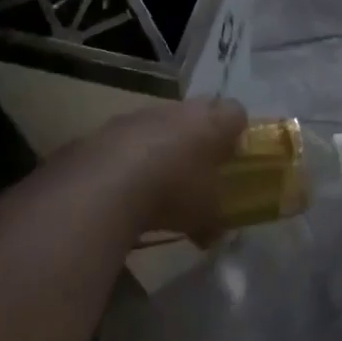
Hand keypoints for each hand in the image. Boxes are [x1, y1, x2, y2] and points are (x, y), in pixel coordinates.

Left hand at [87, 98, 246, 241]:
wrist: (105, 186)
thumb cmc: (172, 193)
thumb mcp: (205, 215)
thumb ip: (214, 219)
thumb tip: (214, 231)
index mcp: (212, 122)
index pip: (236, 112)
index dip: (237, 132)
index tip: (232, 156)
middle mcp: (180, 109)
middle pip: (199, 111)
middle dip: (201, 135)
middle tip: (198, 166)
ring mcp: (144, 113)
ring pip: (163, 122)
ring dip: (165, 142)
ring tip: (158, 179)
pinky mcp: (111, 125)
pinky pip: (132, 135)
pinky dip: (133, 153)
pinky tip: (126, 183)